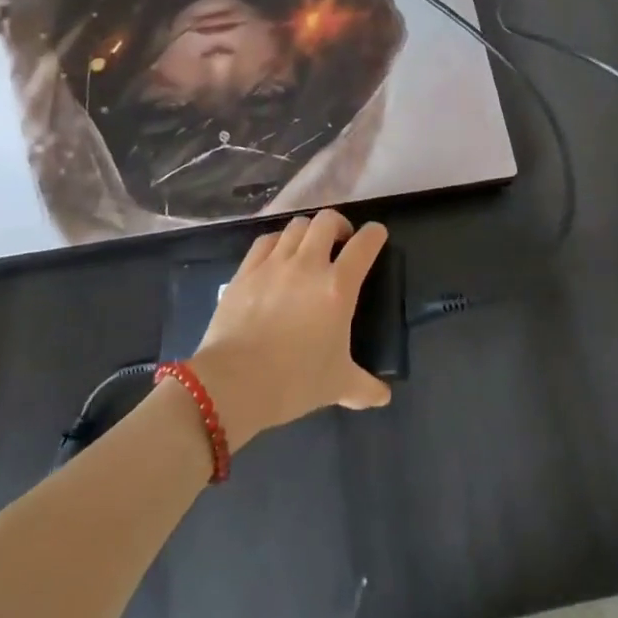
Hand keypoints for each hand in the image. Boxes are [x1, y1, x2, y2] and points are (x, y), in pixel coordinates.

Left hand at [188, 210, 391, 451]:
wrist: (234, 383)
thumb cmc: (294, 381)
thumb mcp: (337, 386)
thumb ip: (364, 386)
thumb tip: (383, 396)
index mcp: (338, 287)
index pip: (364, 244)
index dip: (375, 234)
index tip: (377, 235)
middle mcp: (308, 264)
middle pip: (327, 220)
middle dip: (339, 225)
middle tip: (340, 242)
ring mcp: (274, 263)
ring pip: (296, 226)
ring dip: (308, 232)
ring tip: (308, 248)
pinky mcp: (246, 270)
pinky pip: (266, 240)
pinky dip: (277, 241)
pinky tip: (277, 255)